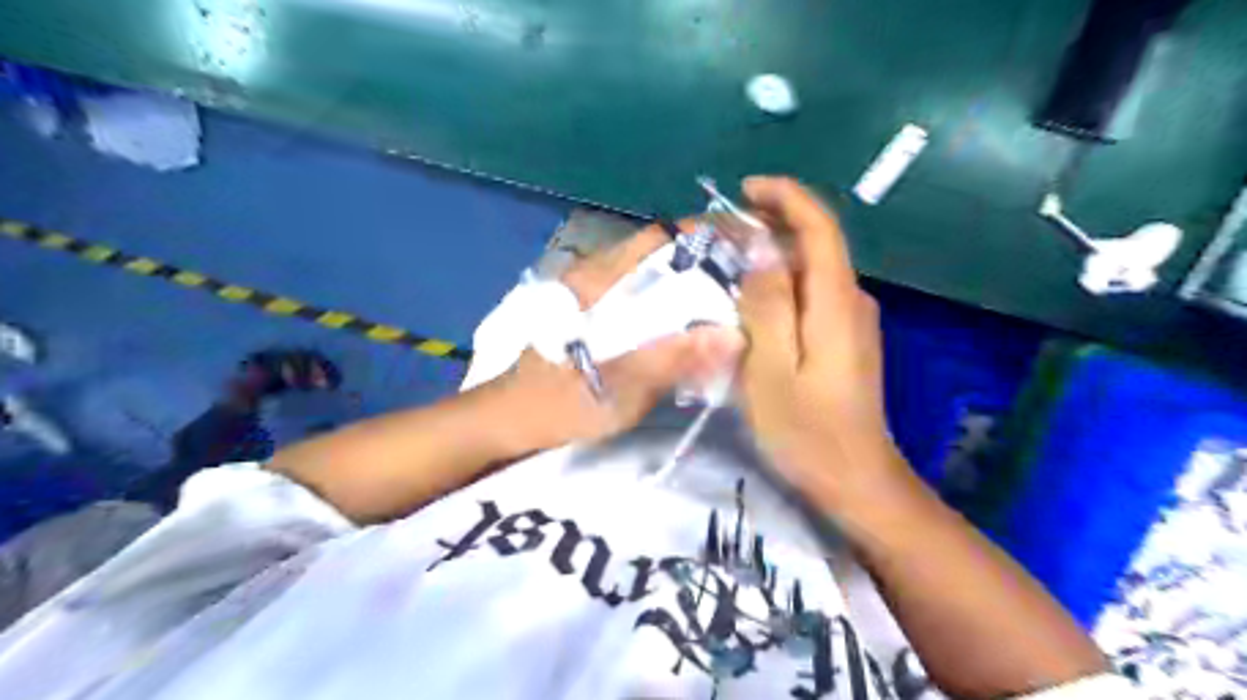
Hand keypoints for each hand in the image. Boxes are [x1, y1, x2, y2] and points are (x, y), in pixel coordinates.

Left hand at [490, 224, 743, 452]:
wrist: (512, 419)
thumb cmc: (557, 405)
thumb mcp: (614, 390)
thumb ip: (670, 361)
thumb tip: (733, 336)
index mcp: (598, 282)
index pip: (659, 238)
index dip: (706, 236)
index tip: (750, 247)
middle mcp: (600, 276)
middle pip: (664, 252)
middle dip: (711, 259)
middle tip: (755, 280)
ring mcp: (599, 294)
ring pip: (658, 274)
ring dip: (696, 281)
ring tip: (738, 300)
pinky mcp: (601, 314)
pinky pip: (648, 296)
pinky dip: (678, 303)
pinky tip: (700, 325)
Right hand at [733, 174, 902, 512]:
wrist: (855, 479)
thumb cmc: (807, 431)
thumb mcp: (771, 369)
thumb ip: (767, 306)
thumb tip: (760, 250)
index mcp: (836, 302)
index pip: (820, 227)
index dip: (786, 197)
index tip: (745, 189)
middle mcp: (852, 302)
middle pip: (815, 245)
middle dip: (771, 227)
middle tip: (720, 236)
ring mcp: (852, 323)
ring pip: (812, 272)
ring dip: (772, 259)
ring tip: (726, 267)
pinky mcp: (846, 341)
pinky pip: (812, 297)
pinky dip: (781, 287)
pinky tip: (752, 305)